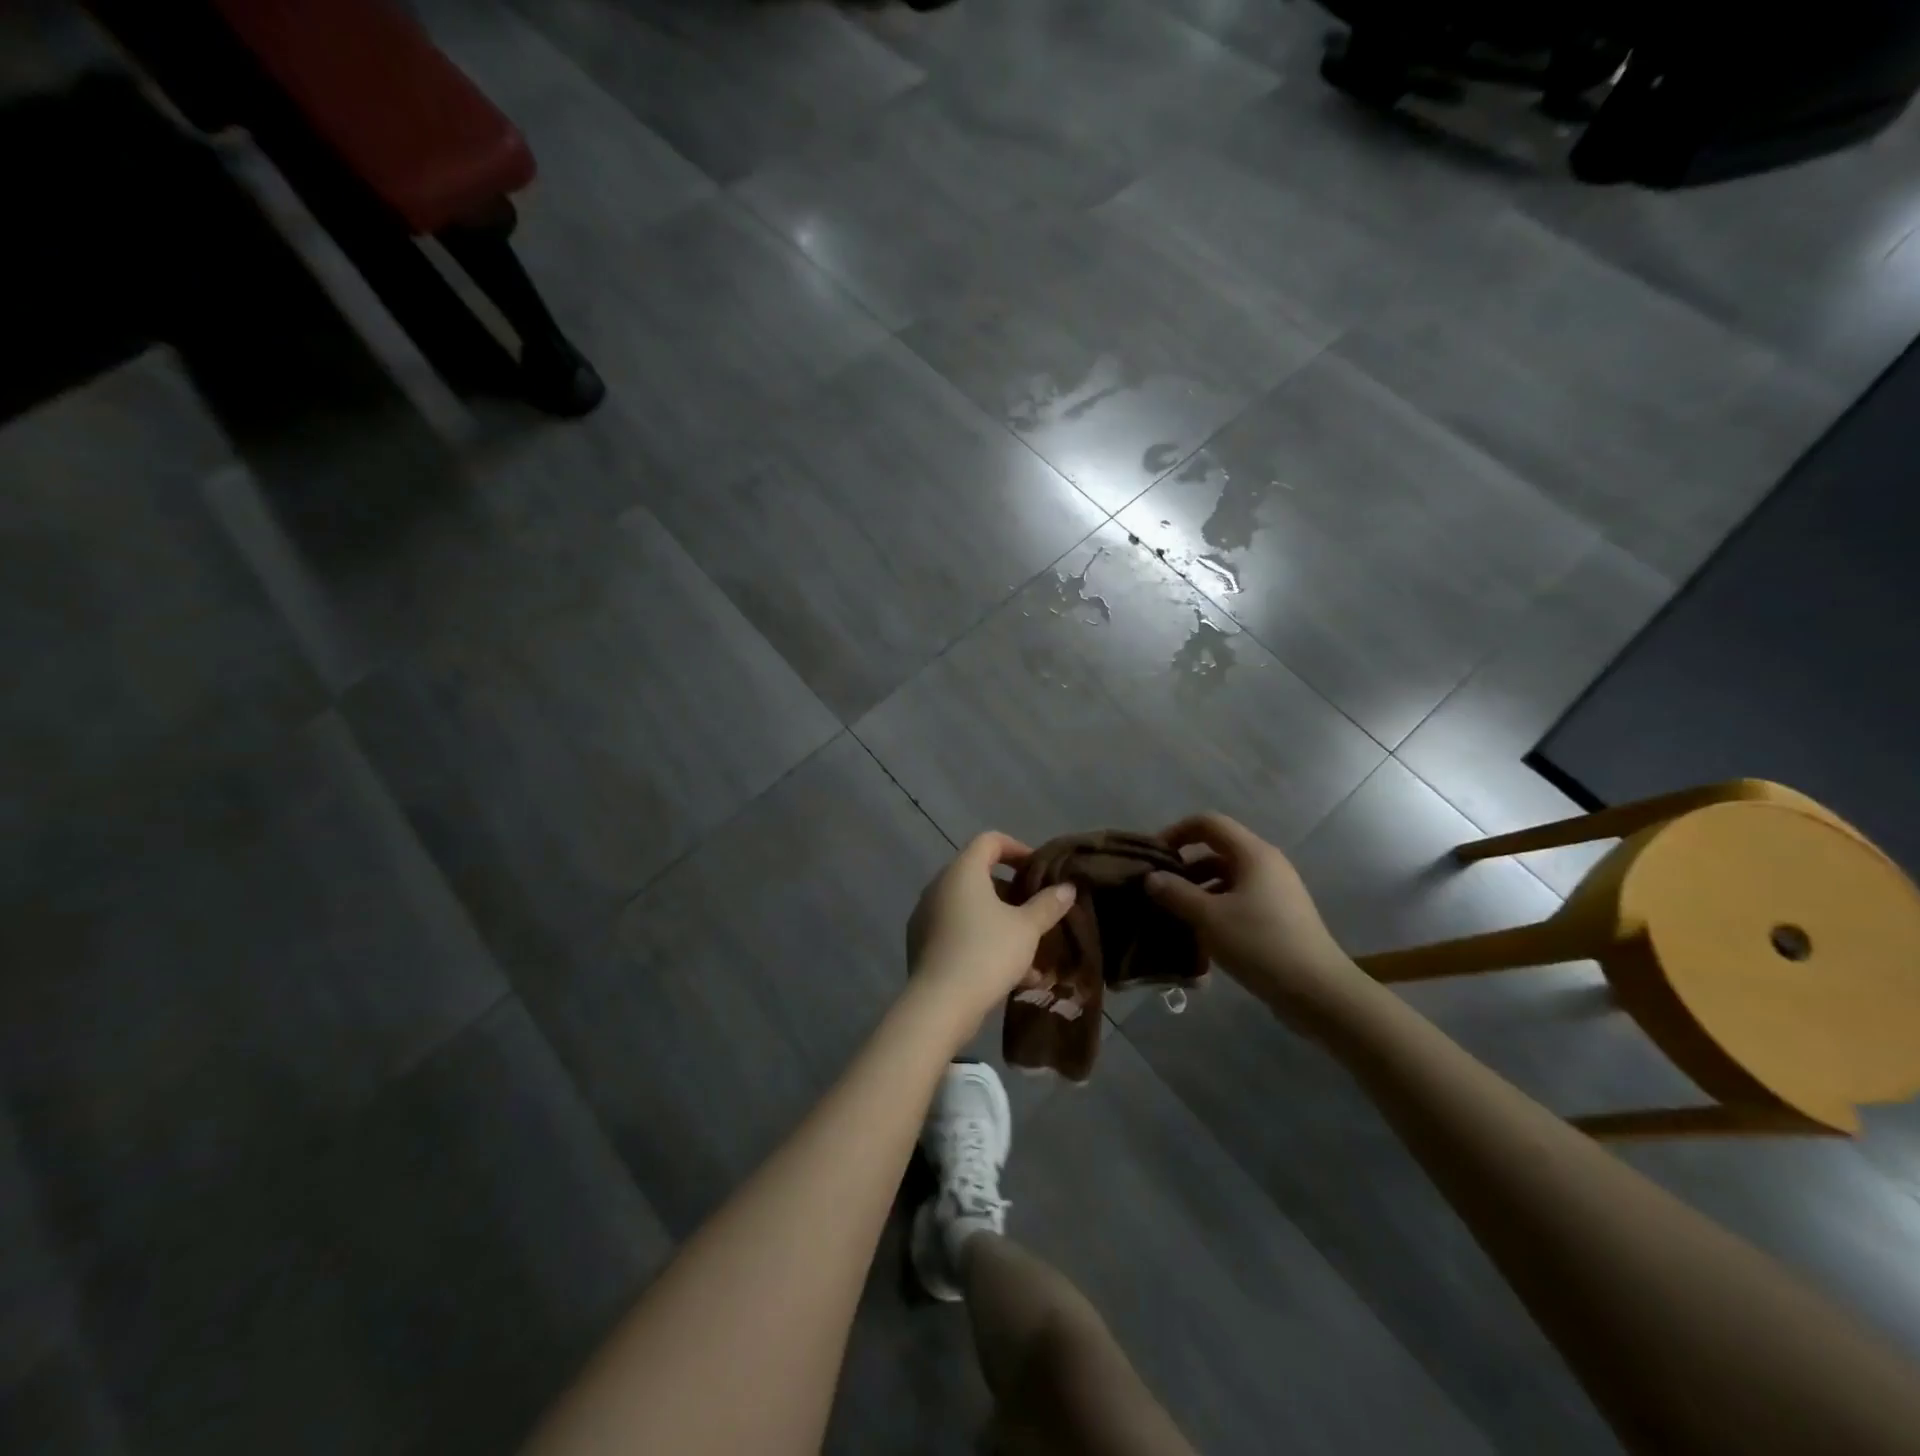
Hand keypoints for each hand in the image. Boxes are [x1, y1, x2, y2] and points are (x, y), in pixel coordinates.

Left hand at [906, 832, 1076, 1038]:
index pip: (989, 841)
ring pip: (971, 910)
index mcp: (962, 872)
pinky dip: (984, 942)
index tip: (1039, 871)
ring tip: (1031, 952)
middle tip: (1037, 911)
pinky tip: (1012, 975)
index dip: (1017, 849)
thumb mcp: (1026, 929)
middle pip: (980, 876)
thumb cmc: (986, 953)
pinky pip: (959, 933)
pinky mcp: (922, 945)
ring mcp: (927, 916)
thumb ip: (1047, 905)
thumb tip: (1067, 888)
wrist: (939, 1005)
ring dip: (1002, 924)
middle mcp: (939, 887)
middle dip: (1013, 893)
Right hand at [1144, 814, 1367, 1029]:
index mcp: (1253, 854)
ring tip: (1174, 914)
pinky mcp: (1279, 916)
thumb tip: (1151, 878)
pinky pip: (1239, 899)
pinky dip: (1216, 907)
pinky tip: (1200, 934)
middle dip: (1184, 866)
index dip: (1177, 832)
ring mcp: (1276, 891)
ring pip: (1227, 877)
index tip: (1154, 857)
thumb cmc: (1260, 945)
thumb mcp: (1209, 918)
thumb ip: (1176, 893)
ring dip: (1198, 889)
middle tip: (1159, 889)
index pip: (1209, 823)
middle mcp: (1267, 864)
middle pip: (1217, 850)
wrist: (1318, 992)